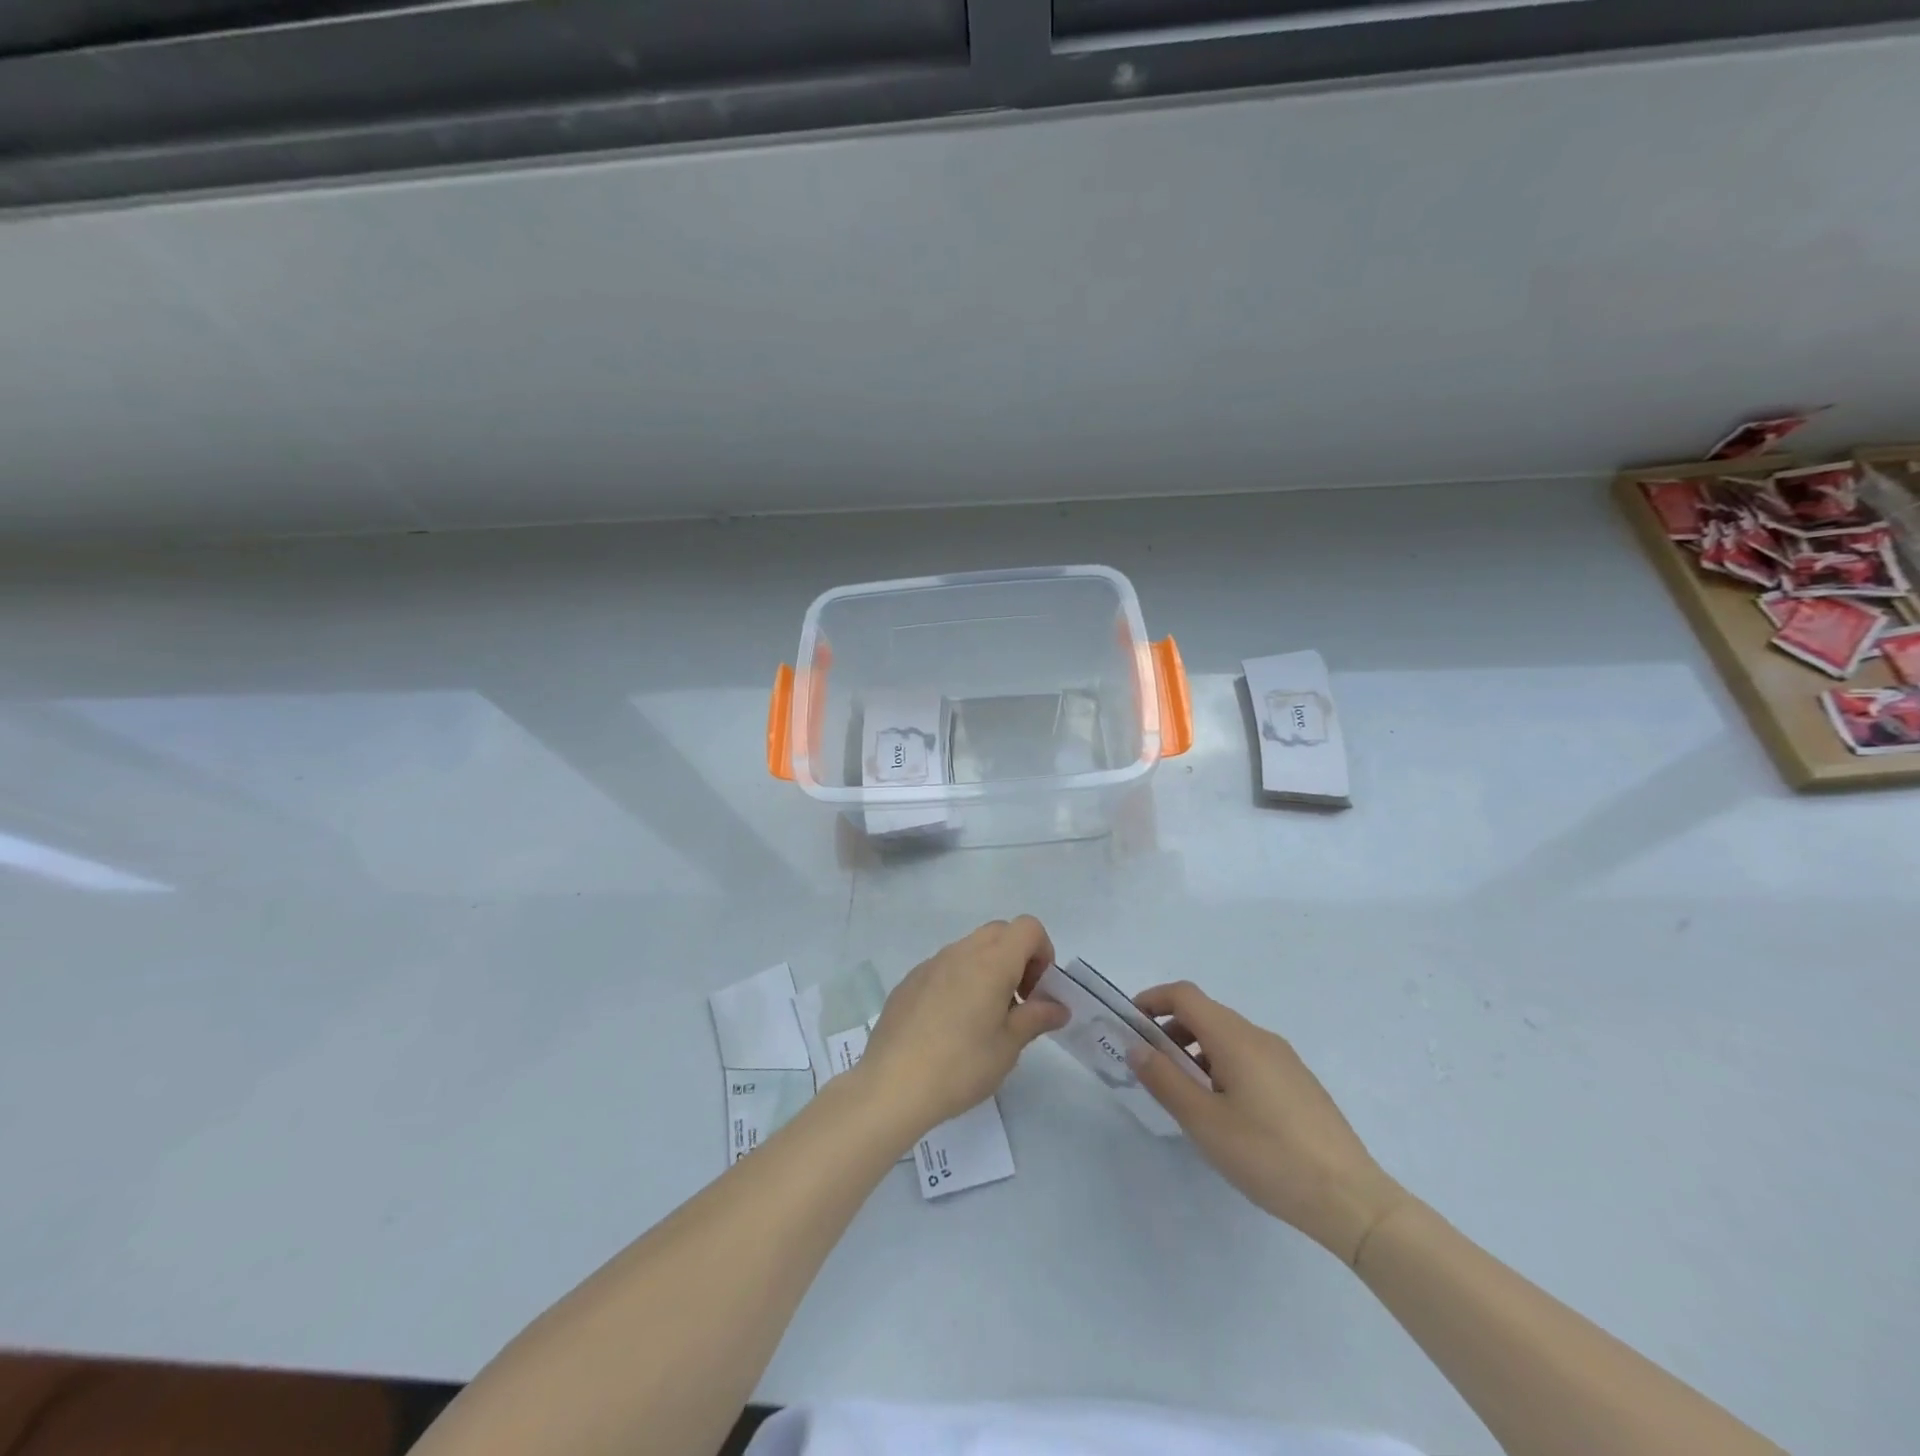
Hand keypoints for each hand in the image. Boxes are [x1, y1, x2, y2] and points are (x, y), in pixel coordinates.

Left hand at [853, 917, 1069, 1144]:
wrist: (892, 1084)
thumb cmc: (961, 1065)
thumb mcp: (1008, 1047)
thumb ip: (1036, 1018)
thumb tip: (1058, 1007)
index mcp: (991, 962)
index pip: (1028, 927)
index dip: (1042, 952)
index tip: (1037, 991)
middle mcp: (961, 952)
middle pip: (1000, 932)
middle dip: (1017, 957)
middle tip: (1017, 1002)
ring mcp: (931, 963)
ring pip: (970, 948)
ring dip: (988, 969)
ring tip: (983, 1018)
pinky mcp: (910, 980)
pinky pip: (945, 967)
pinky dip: (959, 981)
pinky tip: (950, 1025)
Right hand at [1131, 981, 1409, 1264]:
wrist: (1351, 1200)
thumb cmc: (1268, 1155)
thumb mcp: (1204, 1121)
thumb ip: (1164, 1079)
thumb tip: (1136, 1047)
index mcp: (1235, 1037)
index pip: (1185, 995)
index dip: (1152, 1000)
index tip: (1130, 1024)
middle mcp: (1260, 1037)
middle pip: (1206, 1014)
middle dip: (1170, 1030)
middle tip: (1151, 1067)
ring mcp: (1285, 1060)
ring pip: (1228, 1038)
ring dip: (1196, 1051)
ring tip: (1185, 1095)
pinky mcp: (1299, 1083)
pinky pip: (1249, 1058)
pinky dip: (1222, 1066)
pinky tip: (1225, 1112)